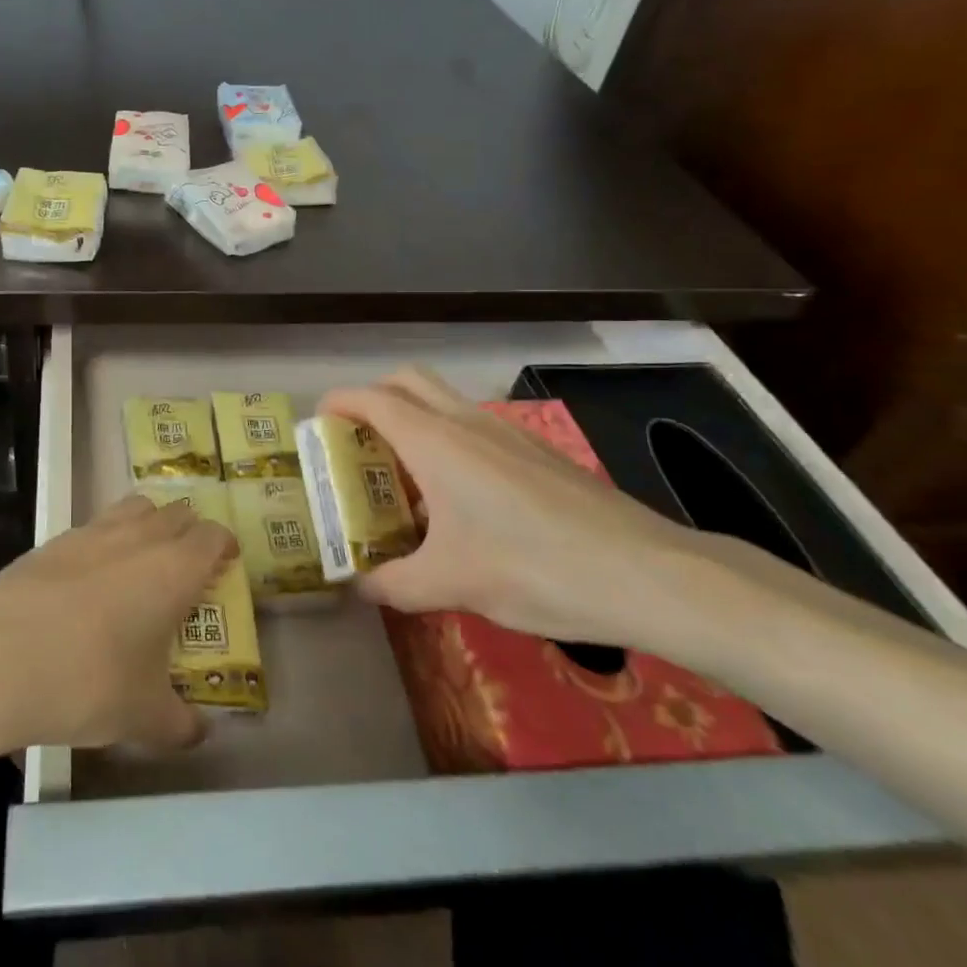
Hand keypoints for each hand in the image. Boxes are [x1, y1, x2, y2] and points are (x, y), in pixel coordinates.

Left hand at [0, 495, 236, 755]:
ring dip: (149, 525)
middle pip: (177, 513)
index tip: (225, 567)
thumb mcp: (143, 716)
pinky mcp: (54, 539)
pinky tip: (92, 580)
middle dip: (189, 534)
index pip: (213, 535)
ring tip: (143, 564)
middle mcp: (139, 537)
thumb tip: (198, 733)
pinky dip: (107, 540)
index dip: (224, 547)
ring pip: (135, 508)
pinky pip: (95, 526)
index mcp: (174, 569)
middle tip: (187, 570)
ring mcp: (93, 532)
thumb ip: (179, 724)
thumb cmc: (87, 682)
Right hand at [319, 367, 709, 647]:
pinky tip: (462, 501)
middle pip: (408, 380)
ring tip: (405, 479)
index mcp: (436, 442)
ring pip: (445, 402)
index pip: (372, 399)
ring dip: (414, 421)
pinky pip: (476, 428)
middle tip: (359, 444)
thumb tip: (360, 586)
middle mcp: (467, 423)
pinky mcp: (539, 452)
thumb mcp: (451, 585)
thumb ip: (394, 584)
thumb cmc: (533, 569)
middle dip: (374, 398)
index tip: (318, 425)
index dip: (338, 403)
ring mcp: (508, 433)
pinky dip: (449, 441)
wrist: (648, 575)